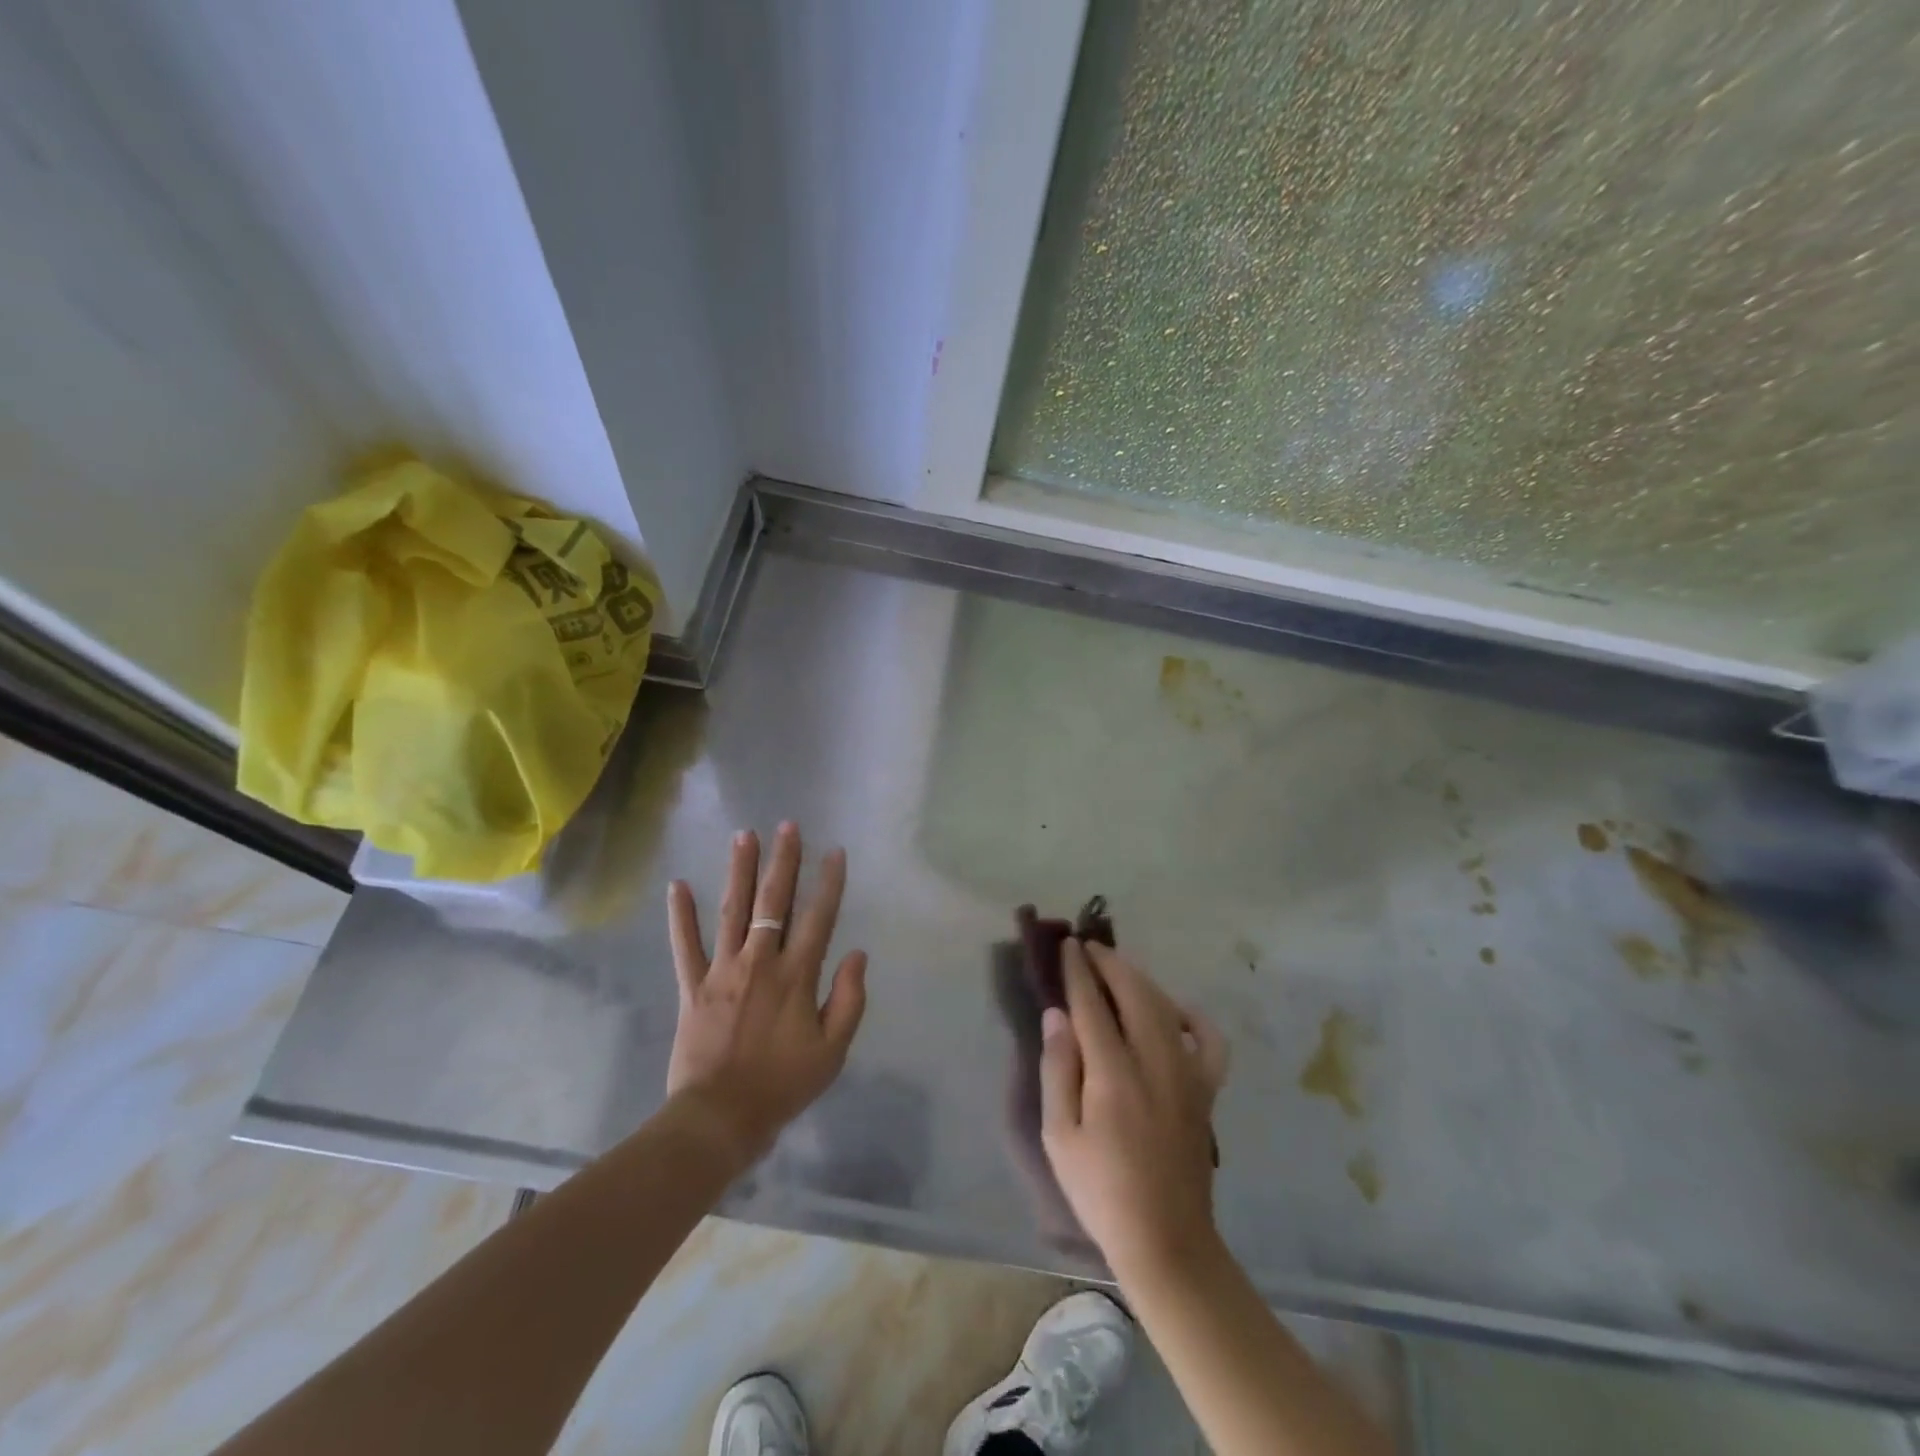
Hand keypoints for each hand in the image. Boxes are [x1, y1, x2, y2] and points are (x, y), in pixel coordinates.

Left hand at [665, 822, 867, 1165]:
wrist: (720, 1119)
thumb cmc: (782, 1085)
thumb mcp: (832, 1052)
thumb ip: (849, 1000)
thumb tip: (857, 955)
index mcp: (796, 976)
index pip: (818, 918)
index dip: (829, 883)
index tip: (835, 852)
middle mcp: (759, 962)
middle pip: (773, 902)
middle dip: (783, 861)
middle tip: (787, 826)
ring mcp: (722, 971)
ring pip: (732, 911)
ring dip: (739, 871)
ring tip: (744, 835)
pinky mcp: (692, 987)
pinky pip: (684, 945)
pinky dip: (680, 916)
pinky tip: (678, 885)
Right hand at [1040, 939, 1228, 1280]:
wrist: (1166, 1240)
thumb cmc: (1101, 1191)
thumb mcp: (1060, 1136)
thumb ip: (1058, 1069)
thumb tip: (1057, 1015)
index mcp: (1114, 1075)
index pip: (1093, 1005)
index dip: (1079, 971)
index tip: (1068, 945)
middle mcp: (1156, 1062)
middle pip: (1134, 992)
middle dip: (1110, 963)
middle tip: (1088, 948)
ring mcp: (1188, 1074)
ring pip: (1166, 1005)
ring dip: (1139, 979)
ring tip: (1116, 968)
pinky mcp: (1206, 1090)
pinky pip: (1209, 1039)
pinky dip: (1192, 1015)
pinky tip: (1172, 1011)